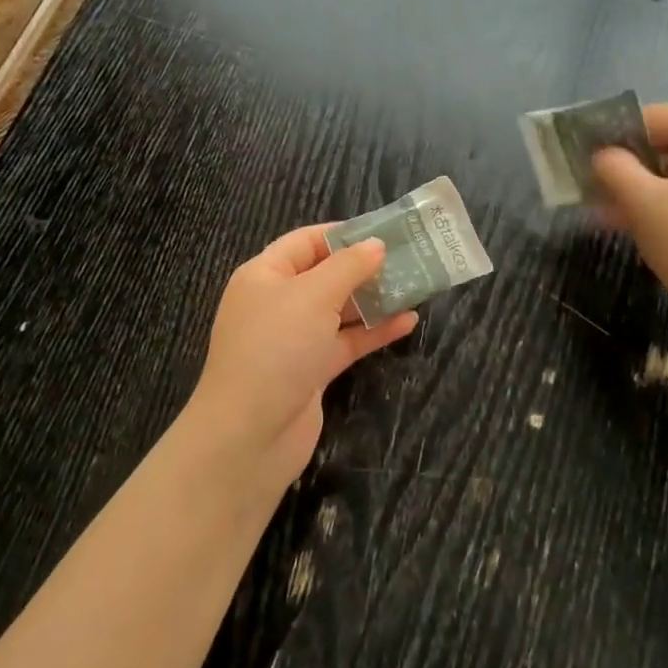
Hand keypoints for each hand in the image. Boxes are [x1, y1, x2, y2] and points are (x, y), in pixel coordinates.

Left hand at [186, 226, 418, 491]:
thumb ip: (348, 266)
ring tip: (417, 286)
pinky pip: (347, 341)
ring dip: (374, 299)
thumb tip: (376, 244)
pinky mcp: (312, 370)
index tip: (385, 232)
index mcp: (265, 275)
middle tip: (410, 259)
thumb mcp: (313, 296)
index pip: (306, 242)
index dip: (343, 234)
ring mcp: (295, 339)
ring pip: (340, 310)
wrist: (250, 434)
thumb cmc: (276, 348)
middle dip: (365, 267)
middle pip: (326, 275)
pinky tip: (408, 321)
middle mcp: (278, 303)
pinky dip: (375, 332)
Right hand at [591, 104, 667, 352]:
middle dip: (627, 162)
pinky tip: (630, 225)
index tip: (589, 150)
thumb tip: (602, 155)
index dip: (621, 128)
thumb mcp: (644, 204)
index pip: (662, 115)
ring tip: (602, 208)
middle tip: (591, 181)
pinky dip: (661, 205)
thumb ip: (616, 169)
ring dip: (639, 187)